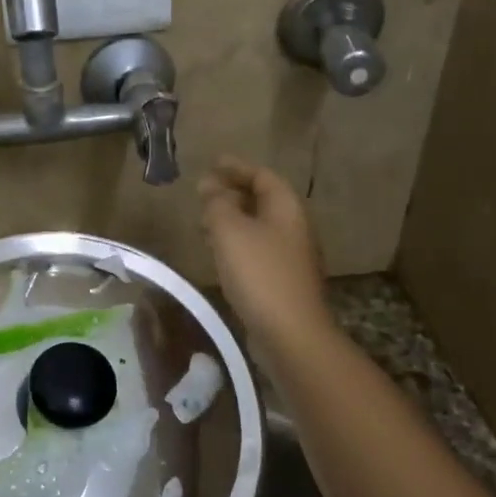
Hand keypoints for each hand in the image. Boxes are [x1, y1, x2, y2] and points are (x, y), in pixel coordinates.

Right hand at [199, 156, 332, 353]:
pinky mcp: (281, 281)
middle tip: (203, 193)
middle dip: (232, 192)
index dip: (236, 167)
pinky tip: (217, 253)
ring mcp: (289, 256)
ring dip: (231, 219)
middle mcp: (292, 228)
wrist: (290, 333)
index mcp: (286, 208)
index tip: (212, 163)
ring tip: (203, 221)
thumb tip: (210, 187)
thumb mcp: (230, 231)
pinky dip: (235, 243)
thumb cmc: (260, 274)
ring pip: (257, 226)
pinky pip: (256, 250)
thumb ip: (218, 204)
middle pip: (262, 200)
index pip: (262, 176)